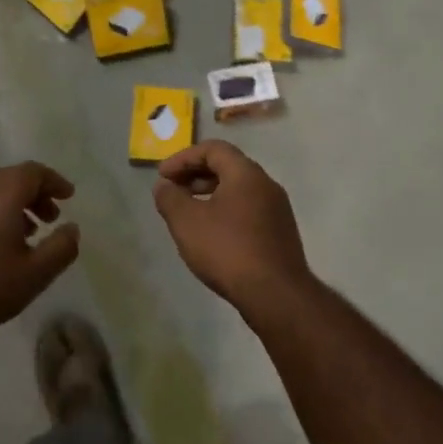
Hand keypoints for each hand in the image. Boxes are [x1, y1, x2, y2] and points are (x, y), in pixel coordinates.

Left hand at [0, 162, 79, 343]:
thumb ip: (61, 247)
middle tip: (51, 217)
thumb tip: (72, 228)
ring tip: (28, 233)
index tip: (68, 196)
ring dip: (14, 205)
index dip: (54, 181)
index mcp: (0, 196)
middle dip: (35, 193)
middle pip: (11, 178)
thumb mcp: (36, 274)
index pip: (32, 172)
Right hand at [153, 141, 310, 308]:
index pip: (213, 149)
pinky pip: (248, 210)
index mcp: (246, 174)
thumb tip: (163, 186)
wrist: (275, 294)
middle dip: (195, 175)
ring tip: (188, 213)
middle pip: (228, 167)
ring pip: (239, 190)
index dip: (183, 158)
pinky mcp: (279, 233)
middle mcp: (267, 185)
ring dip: (210, 194)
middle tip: (173, 191)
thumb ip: (170, 198)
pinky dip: (225, 210)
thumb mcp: (187, 222)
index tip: (162, 176)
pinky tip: (211, 234)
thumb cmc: (227, 250)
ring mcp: (277, 210)